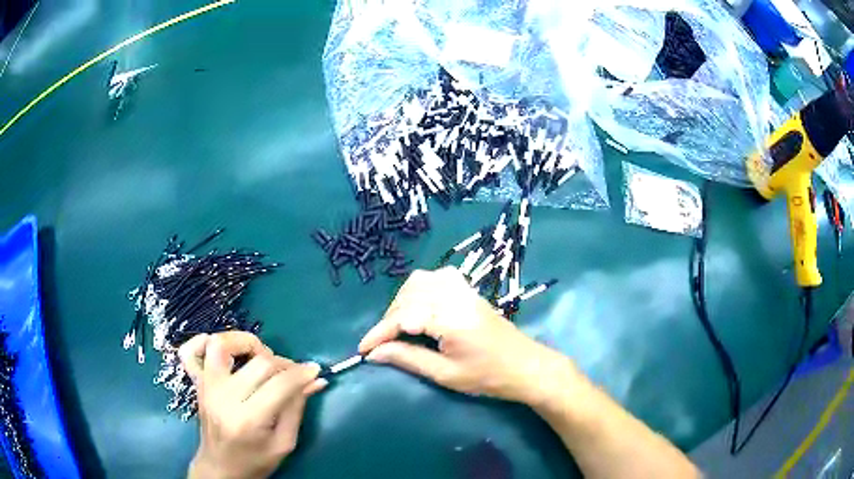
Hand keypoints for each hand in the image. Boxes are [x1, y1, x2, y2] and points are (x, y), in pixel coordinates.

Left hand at [180, 332, 326, 478]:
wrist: (220, 468)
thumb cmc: (255, 461)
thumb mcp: (284, 443)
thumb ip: (296, 409)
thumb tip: (315, 380)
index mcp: (249, 419)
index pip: (280, 384)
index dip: (302, 373)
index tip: (314, 370)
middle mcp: (224, 397)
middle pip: (258, 362)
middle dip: (282, 362)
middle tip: (292, 373)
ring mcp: (206, 387)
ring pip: (221, 345)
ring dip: (245, 342)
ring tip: (259, 355)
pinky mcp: (197, 383)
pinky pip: (189, 352)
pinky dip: (202, 342)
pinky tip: (218, 346)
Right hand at [359, 267, 575, 405]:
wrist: (526, 366)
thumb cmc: (488, 376)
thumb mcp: (445, 374)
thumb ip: (408, 359)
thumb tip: (374, 353)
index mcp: (450, 318)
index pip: (403, 317)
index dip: (379, 333)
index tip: (363, 350)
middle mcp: (455, 296)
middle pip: (408, 296)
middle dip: (389, 318)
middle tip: (383, 343)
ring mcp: (464, 289)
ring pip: (420, 281)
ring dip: (403, 301)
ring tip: (399, 327)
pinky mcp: (469, 290)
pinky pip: (436, 278)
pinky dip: (420, 290)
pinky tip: (420, 307)